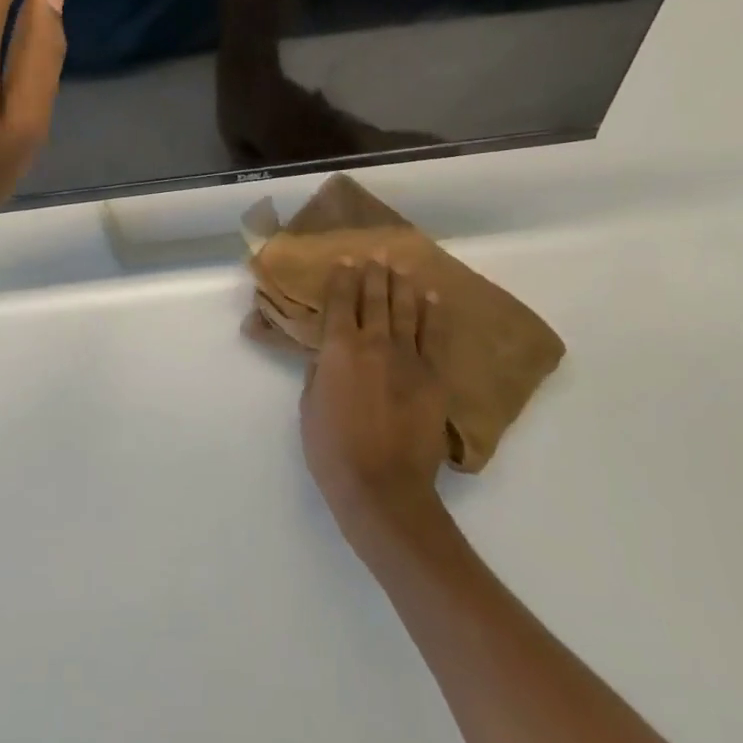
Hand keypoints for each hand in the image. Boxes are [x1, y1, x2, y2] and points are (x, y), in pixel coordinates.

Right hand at [301, 257, 450, 556]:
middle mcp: (374, 343)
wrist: (383, 487)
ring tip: (401, 267)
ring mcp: (408, 358)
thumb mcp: (309, 405)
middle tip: (377, 255)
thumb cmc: (333, 449)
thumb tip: (327, 354)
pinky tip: (432, 297)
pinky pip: (434, 336)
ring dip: (402, 285)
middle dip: (374, 274)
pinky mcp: (433, 376)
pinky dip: (433, 313)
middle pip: (376, 298)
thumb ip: (319, 372)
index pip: (341, 301)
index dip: (343, 278)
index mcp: (339, 348)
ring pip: (406, 310)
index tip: (346, 260)